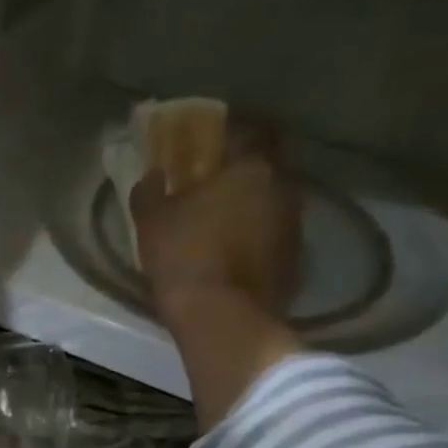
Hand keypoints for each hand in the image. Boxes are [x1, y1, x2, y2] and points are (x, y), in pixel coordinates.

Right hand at [129, 139, 301, 326]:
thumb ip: (150, 191)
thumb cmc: (183, 257)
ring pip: (274, 201)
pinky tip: (236, 253)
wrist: (221, 318)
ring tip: (224, 221)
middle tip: (216, 183)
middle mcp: (283, 187)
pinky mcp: (297, 259)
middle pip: (268, 166)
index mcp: (250, 168)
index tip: (216, 138)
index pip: (254, 128)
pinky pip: (276, 235)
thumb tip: (152, 174)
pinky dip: (259, 237)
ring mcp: (295, 225)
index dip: (235, 129)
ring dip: (253, 206)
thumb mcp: (152, 222)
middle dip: (244, 171)